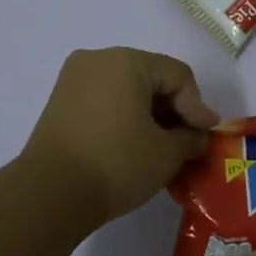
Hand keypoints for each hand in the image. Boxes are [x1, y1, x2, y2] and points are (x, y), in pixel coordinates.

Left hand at [20, 48, 217, 228]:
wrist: (49, 195)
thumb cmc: (116, 164)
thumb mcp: (166, 153)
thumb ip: (190, 138)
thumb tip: (197, 136)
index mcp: (126, 60)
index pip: (177, 76)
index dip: (197, 106)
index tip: (207, 136)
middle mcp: (98, 59)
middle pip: (151, 78)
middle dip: (173, 109)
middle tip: (188, 141)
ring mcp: (74, 80)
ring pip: (126, 90)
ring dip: (149, 115)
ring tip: (163, 147)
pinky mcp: (60, 102)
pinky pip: (104, 101)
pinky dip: (124, 117)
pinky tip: (134, 145)